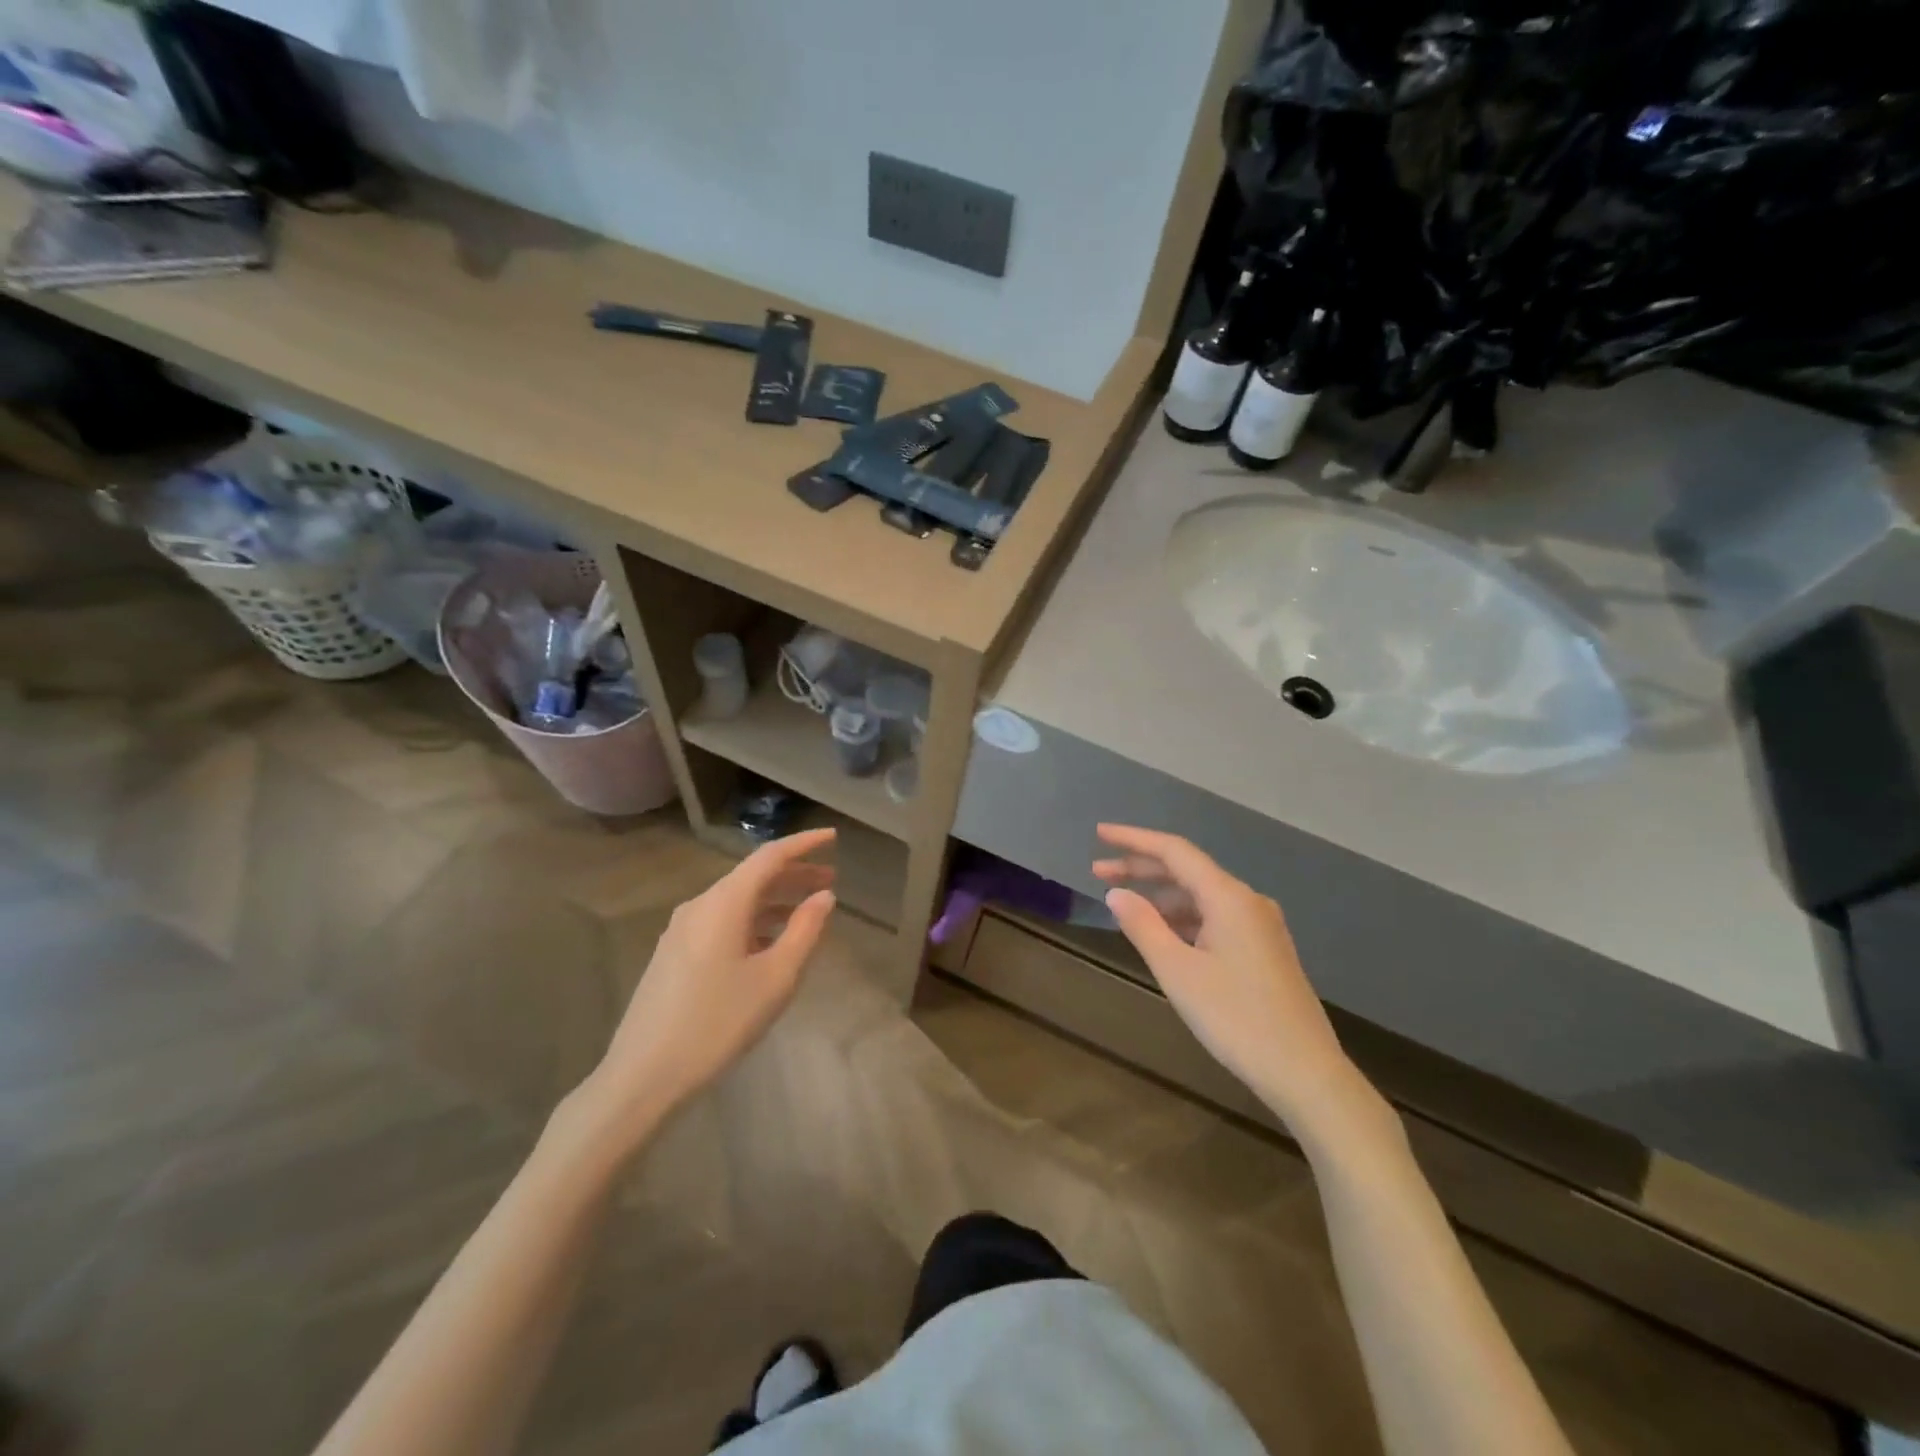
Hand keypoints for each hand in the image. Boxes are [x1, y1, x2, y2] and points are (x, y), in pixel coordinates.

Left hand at [577, 827, 837, 1139]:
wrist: (644, 1076)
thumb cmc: (718, 1023)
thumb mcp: (776, 978)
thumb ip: (804, 930)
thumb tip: (824, 896)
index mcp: (724, 903)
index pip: (769, 857)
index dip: (804, 844)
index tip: (833, 837)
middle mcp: (699, 906)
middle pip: (752, 877)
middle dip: (793, 875)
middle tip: (831, 880)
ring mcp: (681, 930)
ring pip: (737, 901)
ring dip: (774, 901)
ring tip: (807, 914)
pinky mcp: (674, 954)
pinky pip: (722, 922)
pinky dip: (753, 921)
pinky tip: (770, 944)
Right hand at [1093, 824, 1366, 1128]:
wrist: (1305, 1073)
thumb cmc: (1236, 1018)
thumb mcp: (1178, 971)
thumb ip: (1143, 926)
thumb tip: (1116, 893)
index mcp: (1229, 897)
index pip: (1174, 851)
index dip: (1133, 839)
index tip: (1100, 833)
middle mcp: (1248, 901)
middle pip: (1187, 870)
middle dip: (1141, 867)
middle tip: (1097, 871)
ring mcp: (1260, 926)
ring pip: (1201, 896)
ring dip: (1161, 895)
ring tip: (1124, 905)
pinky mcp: (1264, 949)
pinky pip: (1215, 917)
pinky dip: (1183, 917)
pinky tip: (1163, 933)